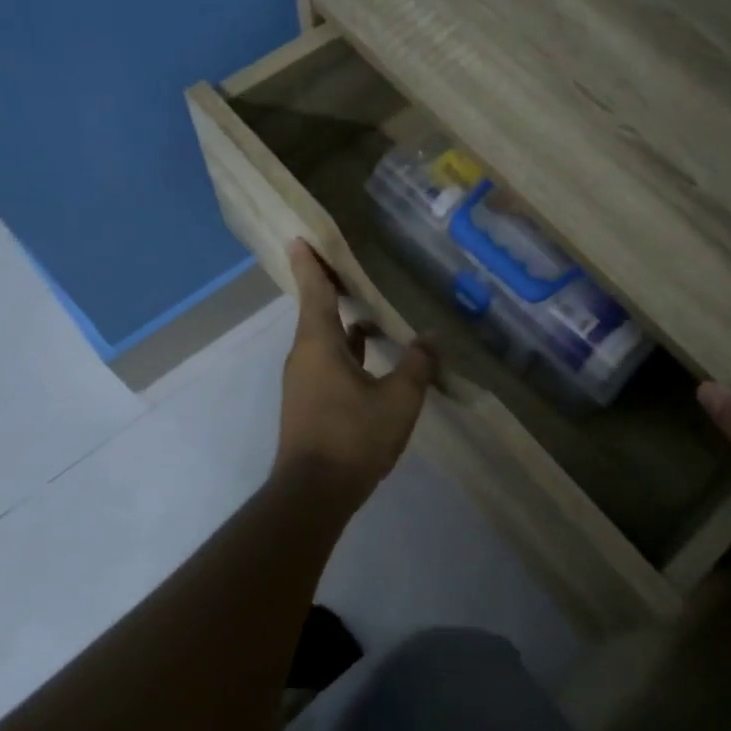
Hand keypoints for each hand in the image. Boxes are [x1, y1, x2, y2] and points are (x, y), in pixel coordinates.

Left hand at [274, 240, 435, 505]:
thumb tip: (430, 338)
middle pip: (317, 311)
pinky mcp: (309, 402)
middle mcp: (305, 355)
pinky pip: (327, 361)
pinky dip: (347, 350)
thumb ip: (417, 365)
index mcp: (319, 343)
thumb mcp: (398, 400)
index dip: (310, 264)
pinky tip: (370, 354)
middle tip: (350, 266)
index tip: (300, 238)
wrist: (314, 493)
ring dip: (344, 323)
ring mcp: (304, 380)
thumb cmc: (353, 436)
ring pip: (324, 339)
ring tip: (371, 308)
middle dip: (331, 288)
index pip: (314, 291)